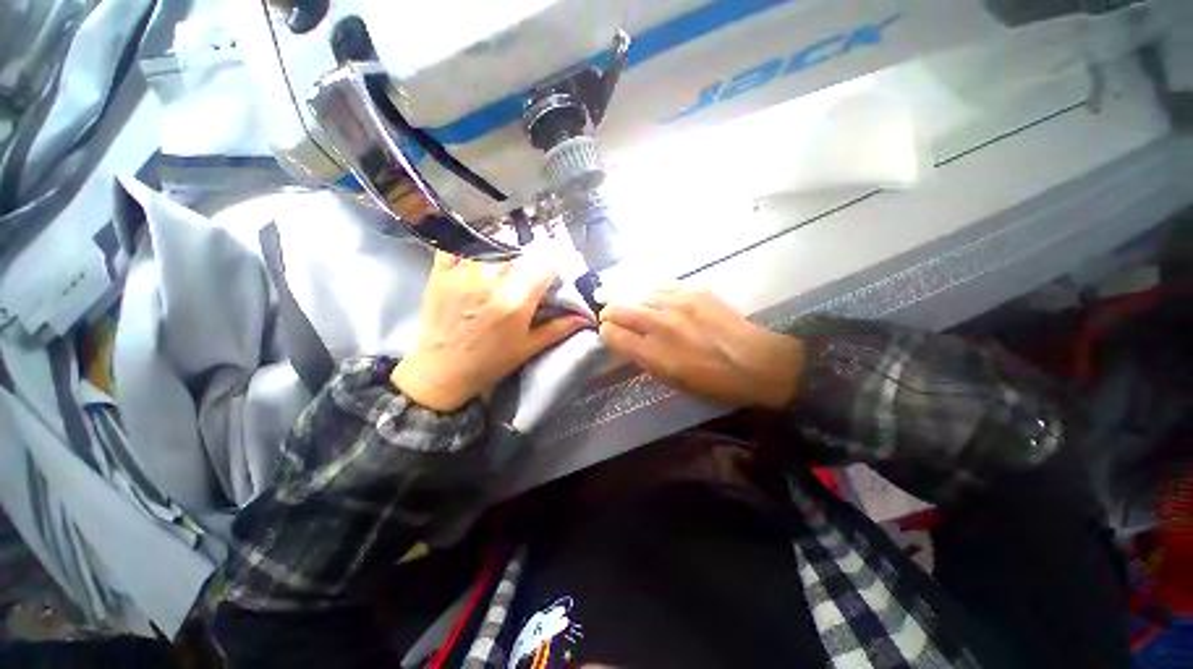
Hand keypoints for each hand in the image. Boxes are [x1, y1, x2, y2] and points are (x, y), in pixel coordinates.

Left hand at [392, 252, 588, 411]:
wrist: (440, 371)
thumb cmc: (489, 363)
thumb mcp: (528, 348)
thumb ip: (559, 329)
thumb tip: (585, 318)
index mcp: (515, 302)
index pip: (545, 265)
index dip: (556, 263)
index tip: (557, 268)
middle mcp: (491, 281)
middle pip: (521, 251)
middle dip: (532, 256)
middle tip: (533, 267)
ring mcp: (463, 273)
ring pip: (492, 243)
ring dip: (506, 247)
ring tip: (509, 259)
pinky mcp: (442, 272)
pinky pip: (459, 244)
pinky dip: (473, 242)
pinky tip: (481, 251)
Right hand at [599, 288, 802, 408]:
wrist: (755, 361)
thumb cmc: (711, 381)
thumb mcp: (671, 380)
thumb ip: (644, 358)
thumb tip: (628, 341)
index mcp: (653, 353)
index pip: (612, 334)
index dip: (605, 333)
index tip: (608, 334)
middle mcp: (660, 324)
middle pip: (618, 309)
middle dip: (609, 313)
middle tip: (611, 317)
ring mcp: (677, 303)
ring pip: (639, 294)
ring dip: (633, 303)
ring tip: (638, 309)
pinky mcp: (694, 290)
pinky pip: (662, 288)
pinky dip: (654, 296)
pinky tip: (659, 302)